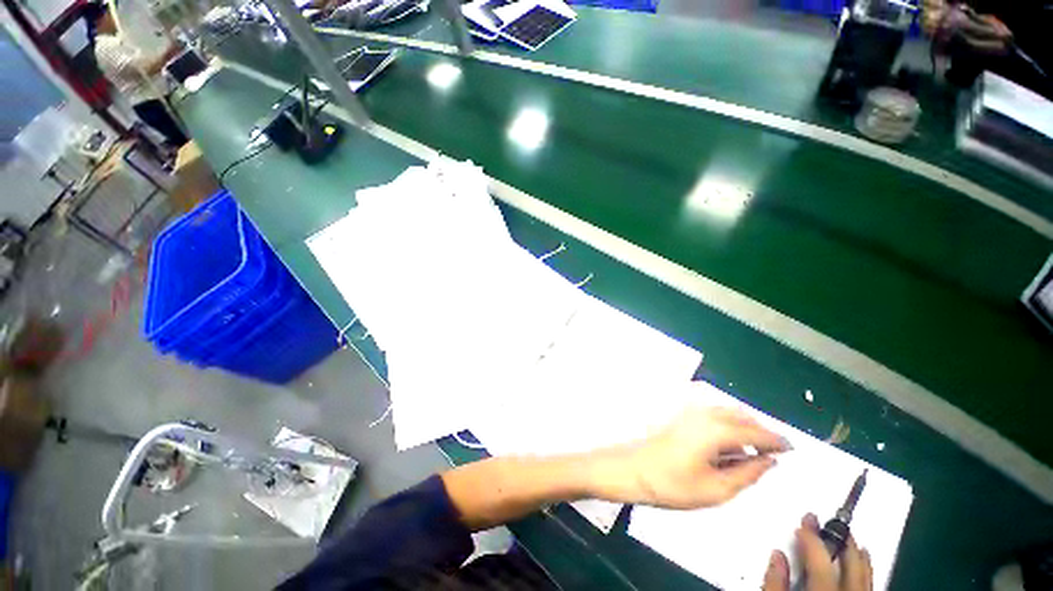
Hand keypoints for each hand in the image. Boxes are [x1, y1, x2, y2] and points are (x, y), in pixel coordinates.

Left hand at [621, 407, 789, 508]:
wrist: (633, 469)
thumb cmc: (673, 483)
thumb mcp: (717, 489)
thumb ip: (748, 473)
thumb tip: (768, 461)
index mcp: (717, 430)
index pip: (755, 432)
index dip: (776, 441)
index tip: (791, 450)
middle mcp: (705, 414)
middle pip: (742, 417)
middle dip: (761, 432)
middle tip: (772, 454)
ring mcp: (690, 412)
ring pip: (727, 413)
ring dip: (744, 428)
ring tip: (751, 453)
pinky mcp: (681, 416)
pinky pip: (714, 415)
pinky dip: (728, 425)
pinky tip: (727, 446)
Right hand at [762, 514, 872, 590]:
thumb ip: (775, 582)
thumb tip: (777, 556)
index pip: (821, 561)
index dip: (812, 539)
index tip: (804, 522)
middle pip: (849, 566)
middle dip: (840, 541)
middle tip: (829, 521)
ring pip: (864, 575)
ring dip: (857, 555)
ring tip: (852, 538)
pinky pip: (868, 584)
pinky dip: (866, 570)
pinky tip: (863, 561)